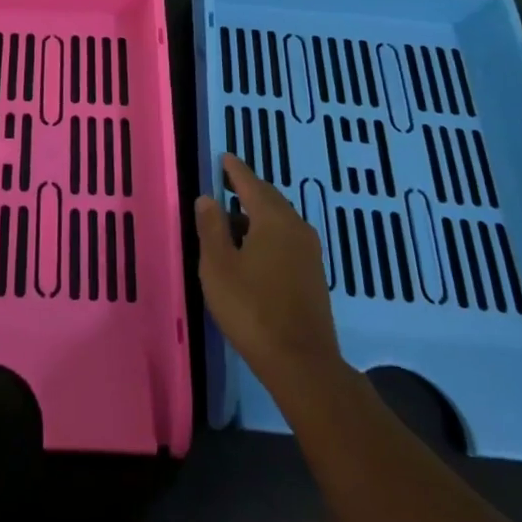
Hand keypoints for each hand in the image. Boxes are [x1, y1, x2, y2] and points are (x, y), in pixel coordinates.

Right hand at [195, 153, 344, 396]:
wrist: (302, 363)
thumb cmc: (252, 309)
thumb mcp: (218, 266)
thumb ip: (211, 228)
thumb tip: (207, 199)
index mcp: (273, 219)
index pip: (251, 184)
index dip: (235, 170)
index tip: (224, 158)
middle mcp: (296, 228)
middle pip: (269, 199)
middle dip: (247, 191)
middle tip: (225, 185)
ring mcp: (309, 252)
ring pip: (279, 220)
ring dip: (256, 215)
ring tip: (232, 220)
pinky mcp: (313, 275)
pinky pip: (287, 239)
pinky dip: (267, 234)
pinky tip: (252, 250)